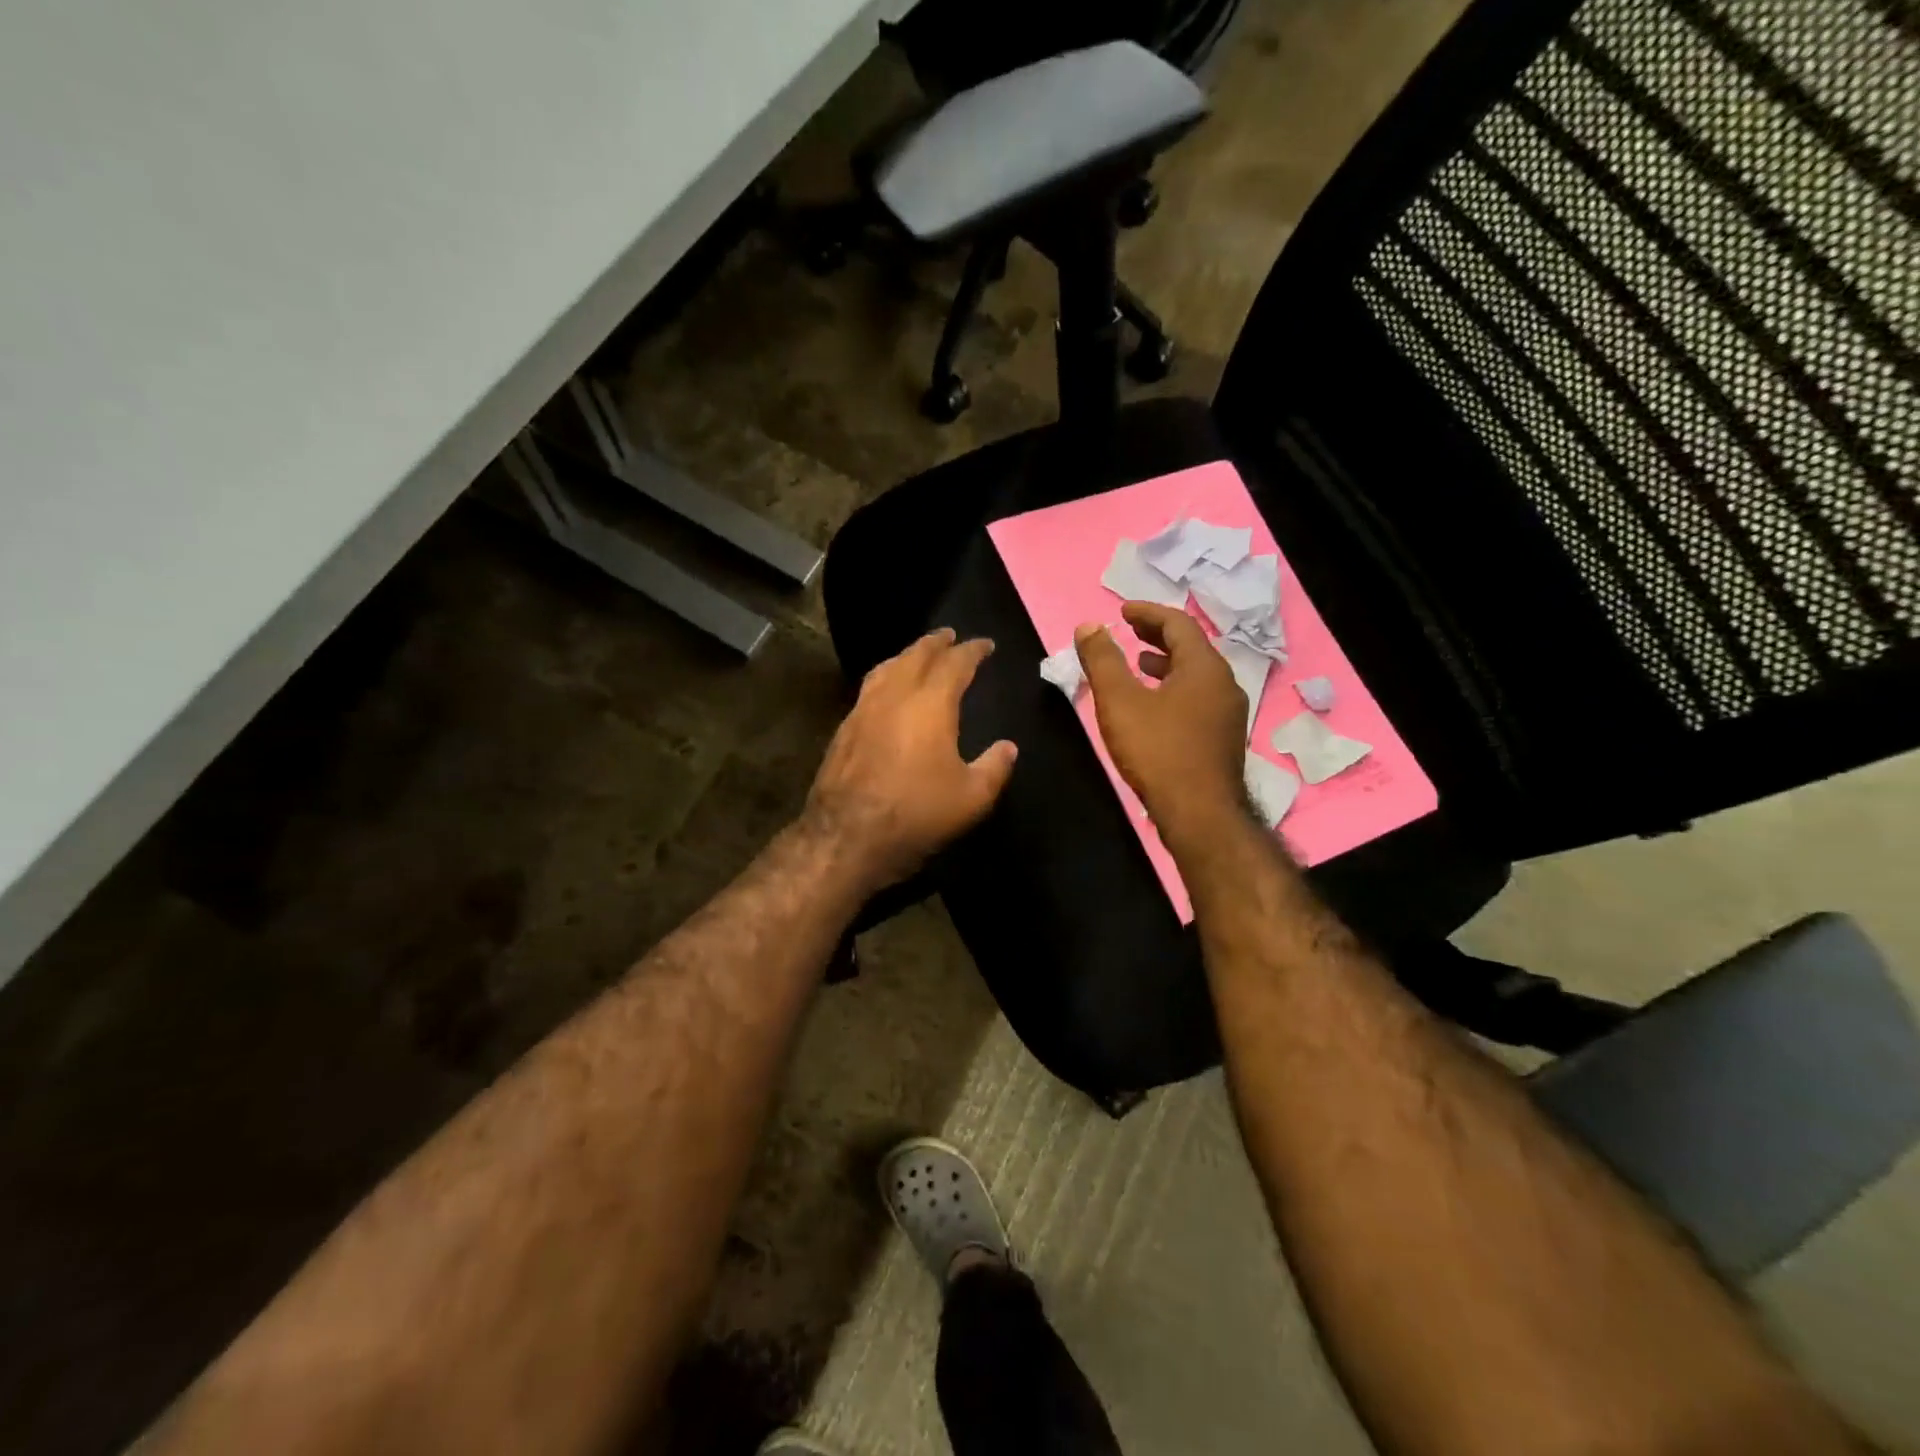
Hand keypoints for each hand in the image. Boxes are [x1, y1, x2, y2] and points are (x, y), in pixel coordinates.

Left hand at [803, 628, 1017, 892]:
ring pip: (887, 667)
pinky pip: (869, 688)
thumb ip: (994, 768)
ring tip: (919, 655)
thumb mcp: (971, 798)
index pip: (955, 663)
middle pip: (916, 655)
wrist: (846, 838)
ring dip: (907, 655)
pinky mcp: (844, 729)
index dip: (973, 650)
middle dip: (936, 642)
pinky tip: (888, 691)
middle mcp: (894, 695)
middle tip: (950, 636)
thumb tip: (1008, 747)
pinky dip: (886, 677)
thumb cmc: (917, 814)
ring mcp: (863, 710)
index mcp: (930, 704)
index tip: (986, 645)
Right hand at [1075, 603, 1246, 846]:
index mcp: (1204, 667)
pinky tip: (1155, 707)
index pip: (1178, 624)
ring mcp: (1229, 713)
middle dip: (1159, 636)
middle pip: (1192, 647)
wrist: (1199, 814)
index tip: (1123, 611)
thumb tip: (1089, 627)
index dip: (1148, 613)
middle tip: (1131, 631)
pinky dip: (1175, 688)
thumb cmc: (1157, 751)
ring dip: (1167, 663)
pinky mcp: (1224, 738)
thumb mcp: (1119, 702)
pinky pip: (1199, 698)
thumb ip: (1103, 660)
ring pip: (1197, 675)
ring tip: (1140, 665)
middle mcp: (1224, 683)